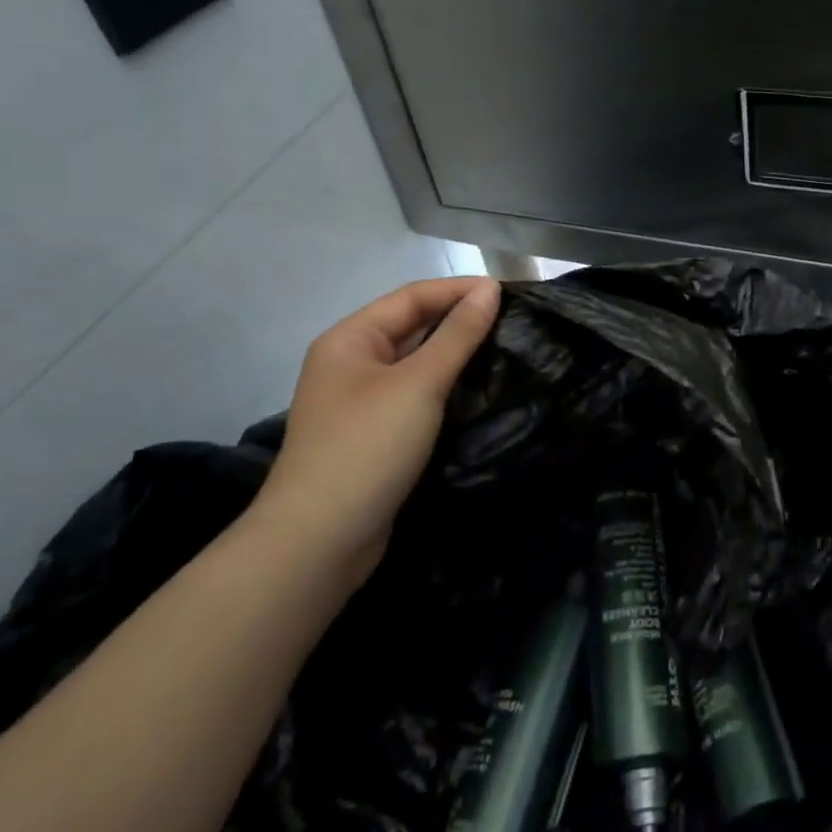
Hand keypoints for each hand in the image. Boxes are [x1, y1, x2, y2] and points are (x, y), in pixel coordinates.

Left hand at [246, 277, 500, 579]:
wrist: (319, 541)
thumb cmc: (367, 447)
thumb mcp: (418, 384)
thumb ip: (457, 335)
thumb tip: (489, 289)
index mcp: (350, 339)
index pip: (412, 298)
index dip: (459, 290)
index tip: (509, 293)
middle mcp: (350, 364)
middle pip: (411, 327)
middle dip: (458, 321)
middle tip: (512, 321)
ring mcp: (360, 403)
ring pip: (415, 364)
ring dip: (455, 356)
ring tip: (503, 350)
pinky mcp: (373, 436)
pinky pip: (414, 397)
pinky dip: (445, 388)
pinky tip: (477, 392)